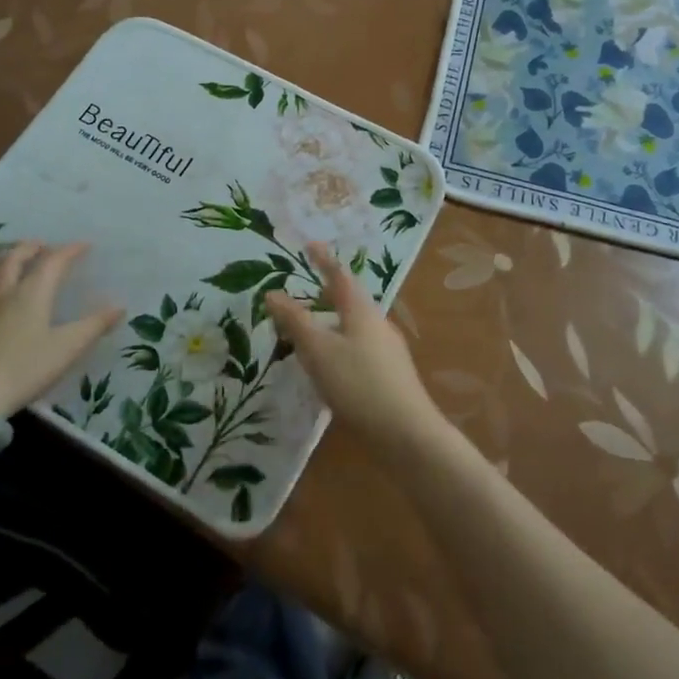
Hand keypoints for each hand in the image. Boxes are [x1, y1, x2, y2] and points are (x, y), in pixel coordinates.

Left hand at [0, 242, 123, 419]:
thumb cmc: (22, 371)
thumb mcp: (66, 350)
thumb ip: (93, 326)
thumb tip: (119, 307)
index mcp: (31, 293)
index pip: (52, 262)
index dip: (69, 250)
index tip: (83, 245)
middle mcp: (2, 291)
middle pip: (14, 258)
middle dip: (30, 248)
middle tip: (42, 246)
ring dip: (0, 257)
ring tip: (8, 257)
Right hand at [267, 242, 446, 457]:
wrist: (406, 434)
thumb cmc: (358, 384)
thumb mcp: (318, 351)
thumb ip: (295, 321)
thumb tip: (272, 292)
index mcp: (361, 311)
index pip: (339, 275)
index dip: (323, 259)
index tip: (309, 244)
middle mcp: (378, 324)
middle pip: (349, 301)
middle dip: (324, 296)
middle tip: (300, 297)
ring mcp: (387, 351)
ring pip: (353, 327)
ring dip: (330, 324)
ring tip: (307, 336)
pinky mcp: (389, 376)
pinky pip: (359, 349)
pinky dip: (338, 347)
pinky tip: (329, 370)